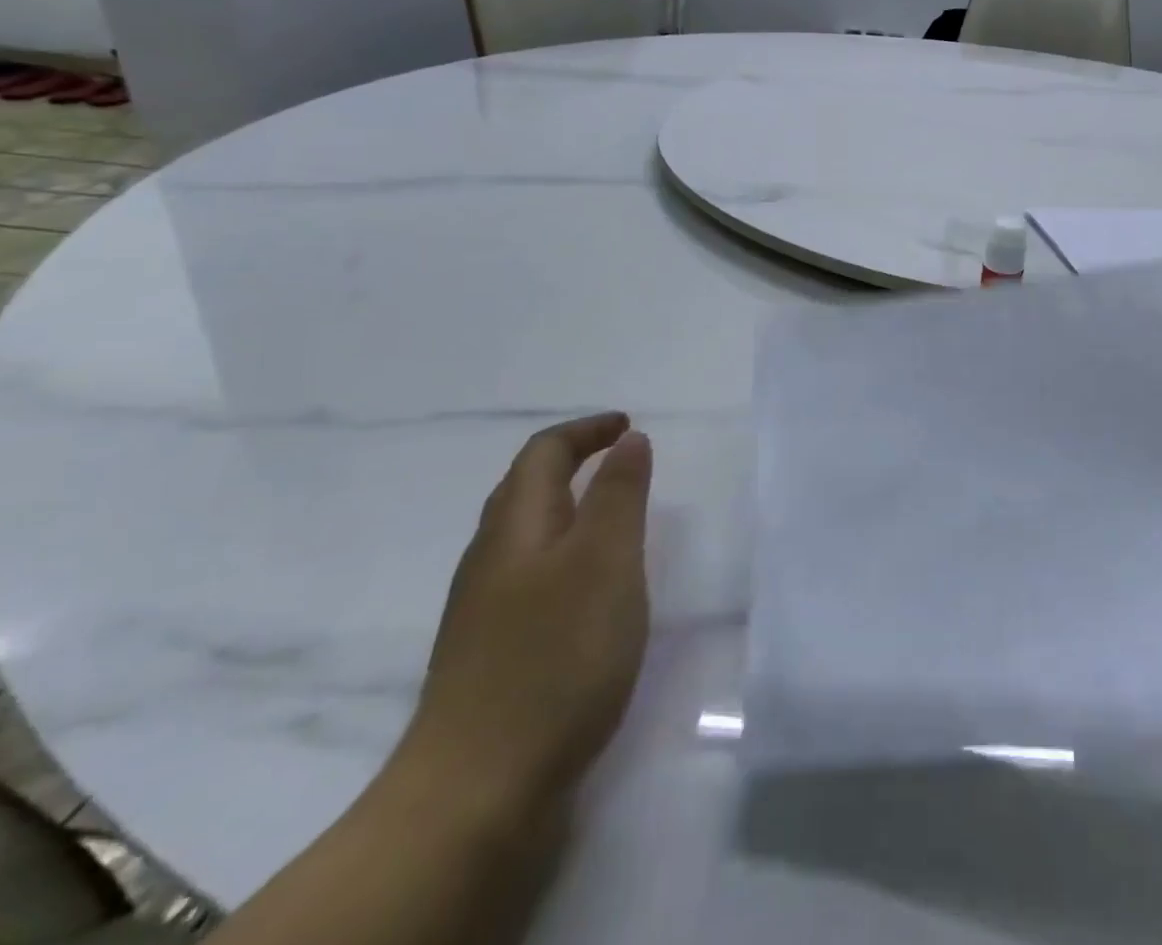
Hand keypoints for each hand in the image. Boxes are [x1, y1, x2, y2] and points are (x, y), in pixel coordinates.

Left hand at [395, 414, 653, 816]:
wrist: (476, 792)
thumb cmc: (554, 656)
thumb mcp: (605, 560)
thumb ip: (620, 495)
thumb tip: (628, 440)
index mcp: (515, 528)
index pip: (543, 454)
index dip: (586, 430)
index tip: (629, 426)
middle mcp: (490, 560)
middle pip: (524, 490)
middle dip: (571, 462)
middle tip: (621, 459)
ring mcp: (483, 613)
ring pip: (525, 537)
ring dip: (567, 509)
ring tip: (612, 517)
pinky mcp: (491, 655)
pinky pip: (529, 578)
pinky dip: (563, 556)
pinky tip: (586, 590)